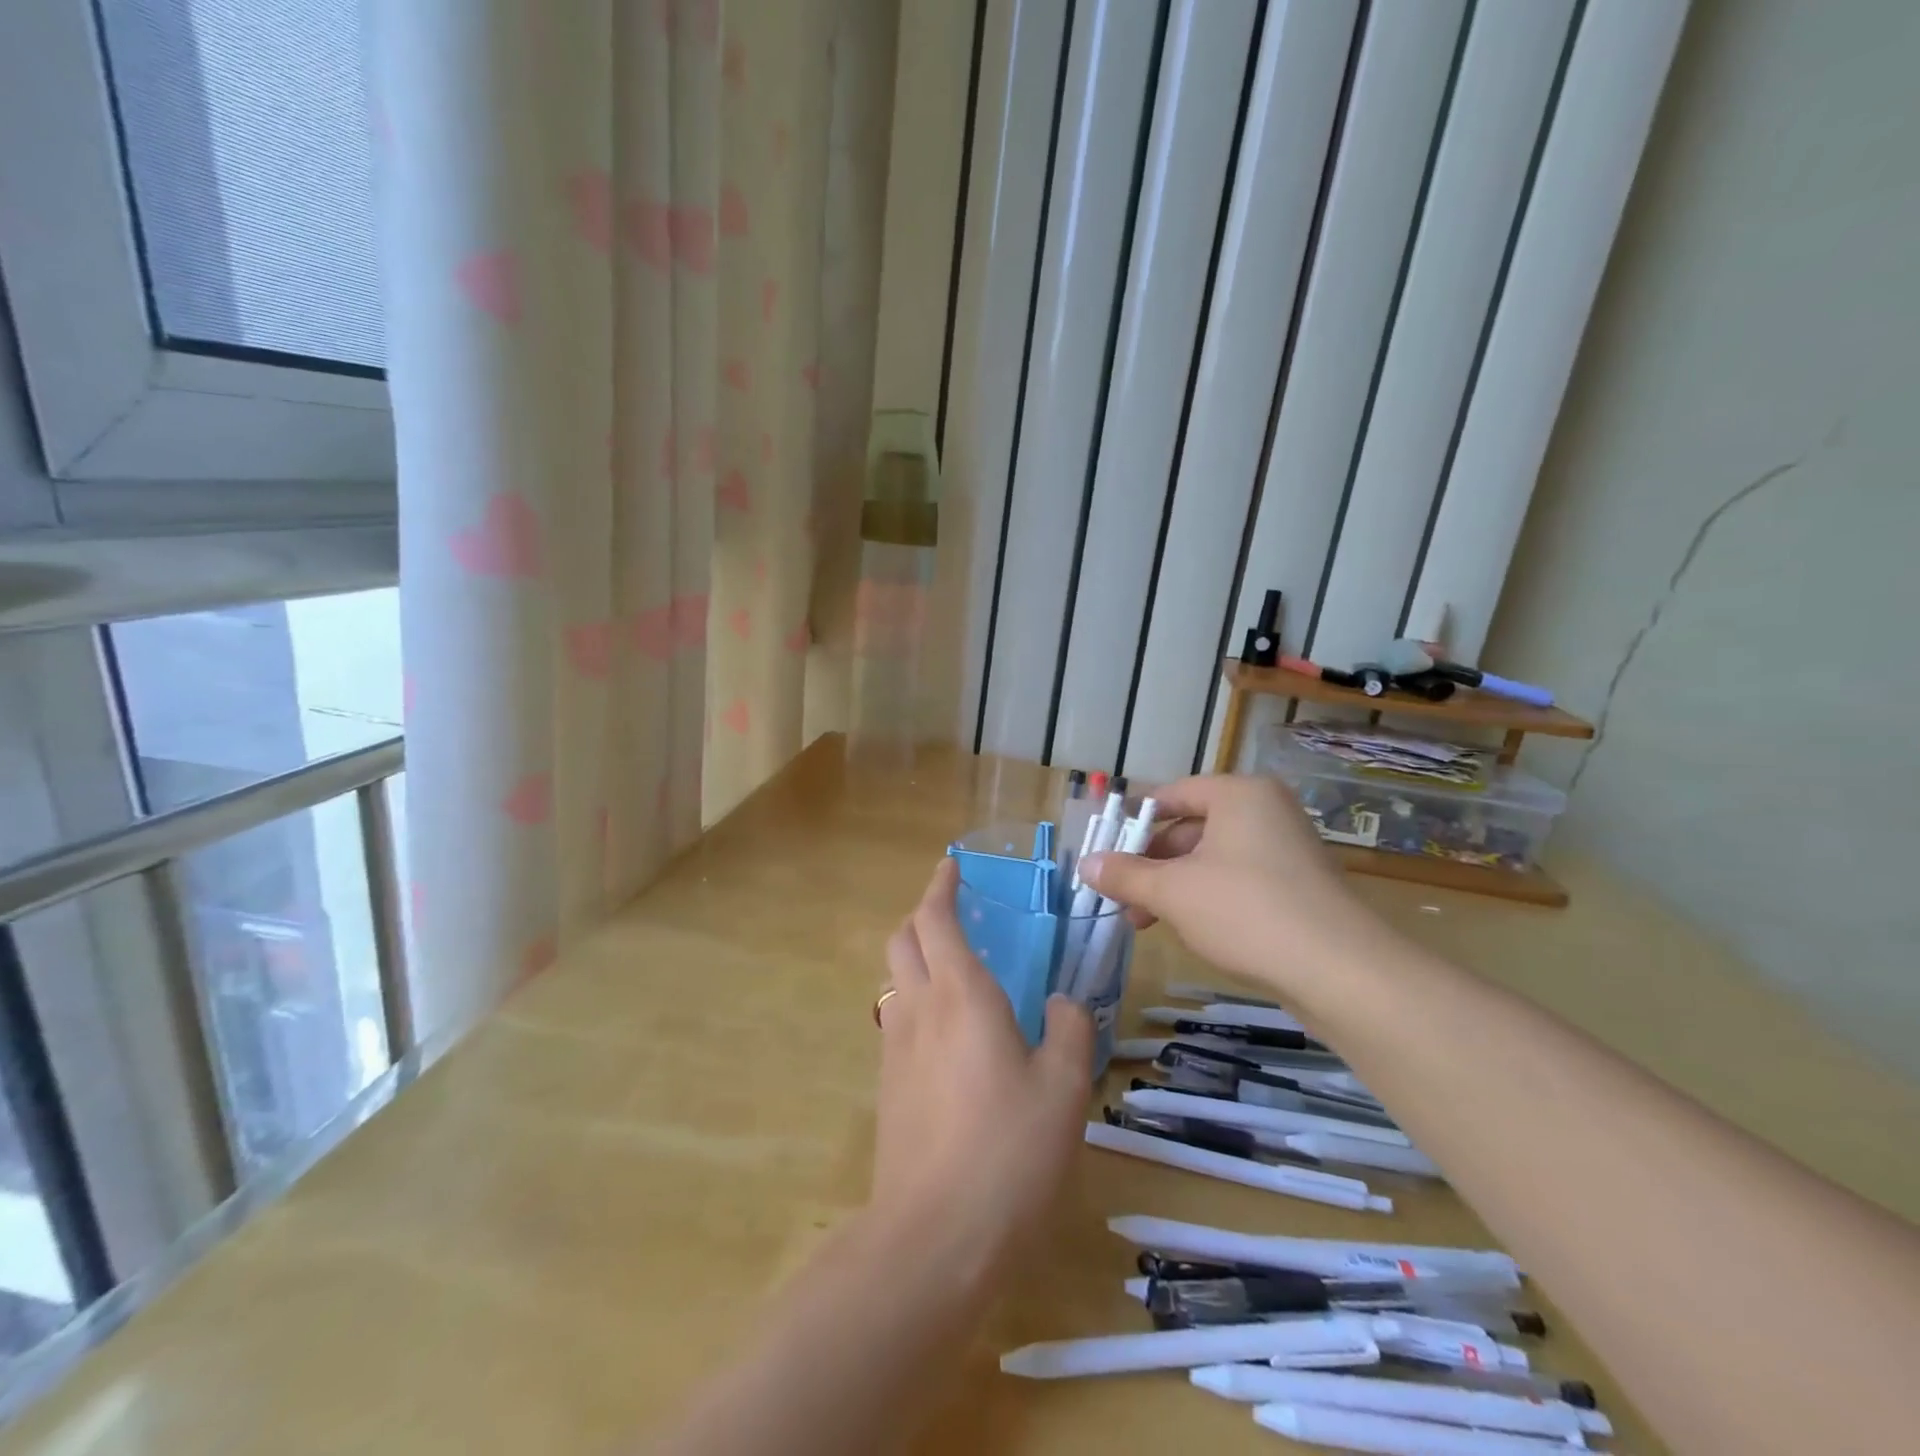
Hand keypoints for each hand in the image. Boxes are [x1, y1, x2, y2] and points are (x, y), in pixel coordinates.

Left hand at [872, 858, 1093, 1277]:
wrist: (933, 1235)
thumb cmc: (1008, 1151)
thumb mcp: (1064, 1089)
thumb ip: (1070, 1032)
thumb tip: (1065, 1005)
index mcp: (961, 994)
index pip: (935, 918)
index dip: (940, 886)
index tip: (951, 867)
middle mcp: (919, 1008)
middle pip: (902, 939)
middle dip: (922, 914)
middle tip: (954, 913)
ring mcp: (894, 1046)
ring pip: (896, 978)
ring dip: (917, 957)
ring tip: (955, 970)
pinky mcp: (887, 1084)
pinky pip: (897, 1019)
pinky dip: (916, 1000)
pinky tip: (948, 1033)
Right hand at [1079, 774, 1377, 990]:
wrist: (1341, 972)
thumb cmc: (1247, 912)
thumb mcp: (1173, 892)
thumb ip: (1125, 874)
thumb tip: (1085, 865)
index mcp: (1239, 795)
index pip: (1171, 795)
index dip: (1132, 823)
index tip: (1104, 853)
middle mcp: (1265, 811)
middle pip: (1190, 829)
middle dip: (1150, 864)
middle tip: (1119, 896)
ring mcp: (1286, 848)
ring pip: (1211, 859)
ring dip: (1173, 887)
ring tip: (1143, 921)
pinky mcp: (1297, 885)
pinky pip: (1237, 880)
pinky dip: (1206, 898)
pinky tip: (1187, 929)